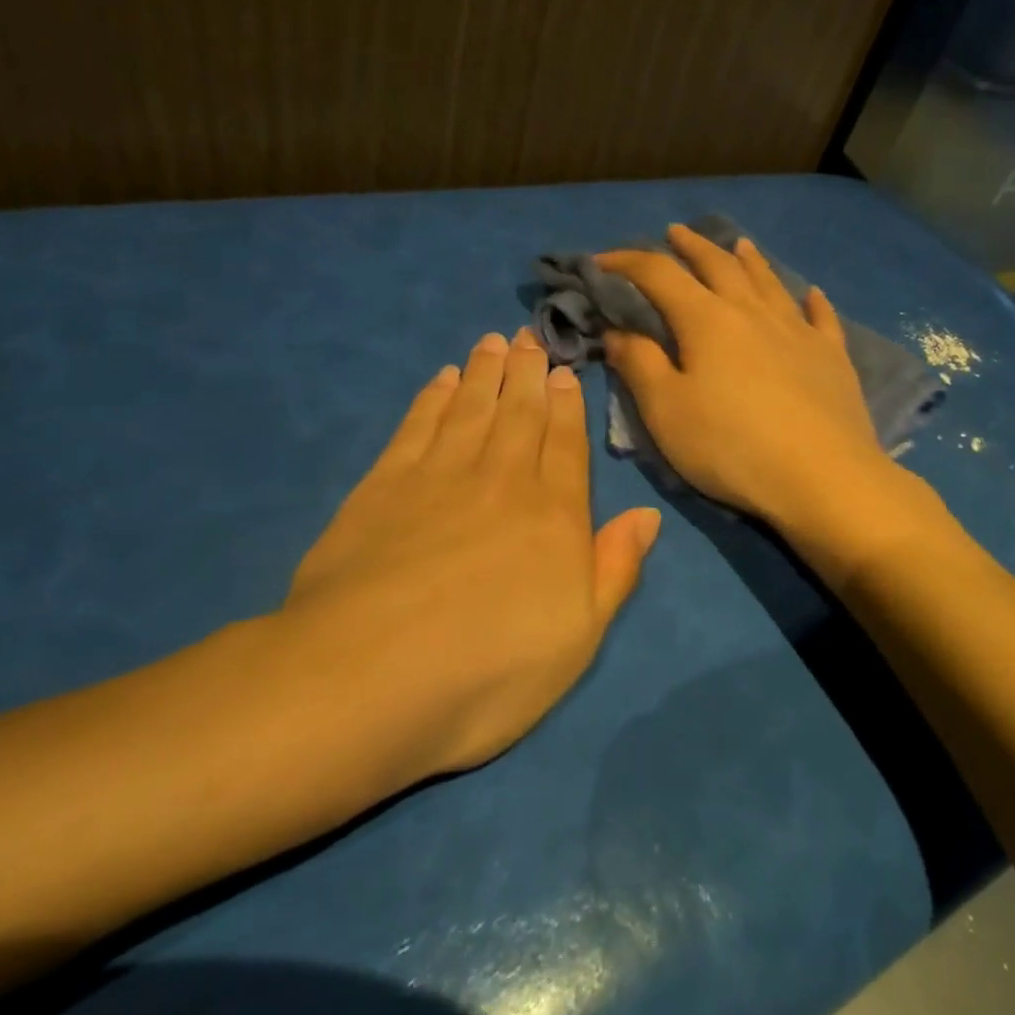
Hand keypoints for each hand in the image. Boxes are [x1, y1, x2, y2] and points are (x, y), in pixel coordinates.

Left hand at [275, 328, 659, 786]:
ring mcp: (439, 477)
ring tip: (494, 341)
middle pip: (519, 414)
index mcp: (553, 515)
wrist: (367, 679)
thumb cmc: (489, 670)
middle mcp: (502, 480)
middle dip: (528, 372)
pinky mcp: (383, 486)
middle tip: (530, 336)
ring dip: (485, 373)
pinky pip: (418, 426)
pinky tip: (442, 380)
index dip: (566, 405)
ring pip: (472, 409)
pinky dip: (433, 398)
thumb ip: (615, 569)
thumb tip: (647, 515)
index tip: (565, 371)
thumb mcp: (579, 638)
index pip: (566, 444)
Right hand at [596, 226, 912, 548]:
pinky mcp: (832, 357)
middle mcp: (753, 313)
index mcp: (707, 320)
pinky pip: (821, 318)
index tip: (601, 261)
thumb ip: (639, 364)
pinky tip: (812, 293)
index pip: (659, 275)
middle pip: (718, 266)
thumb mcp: (666, 410)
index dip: (627, 262)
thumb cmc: (731, 446)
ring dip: (749, 260)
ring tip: (739, 244)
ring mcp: (798, 331)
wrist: (821, 476)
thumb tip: (618, 331)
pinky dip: (813, 301)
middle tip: (675, 232)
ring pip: (769, 282)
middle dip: (692, 247)